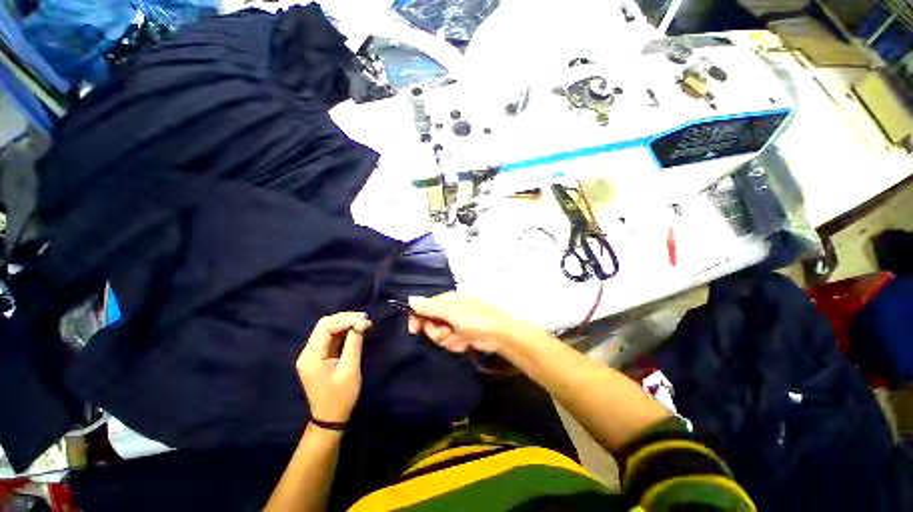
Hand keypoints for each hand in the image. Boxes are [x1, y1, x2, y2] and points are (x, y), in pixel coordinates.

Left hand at [296, 312, 371, 423]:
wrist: (330, 418)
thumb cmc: (341, 396)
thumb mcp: (350, 369)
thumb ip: (354, 343)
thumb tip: (362, 323)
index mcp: (311, 356)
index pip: (326, 327)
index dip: (346, 320)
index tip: (365, 320)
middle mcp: (308, 352)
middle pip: (324, 324)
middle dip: (345, 318)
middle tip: (365, 319)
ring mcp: (312, 354)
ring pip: (327, 328)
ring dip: (346, 323)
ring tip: (364, 323)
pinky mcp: (319, 356)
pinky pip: (331, 337)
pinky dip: (344, 331)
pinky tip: (356, 330)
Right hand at [407, 293, 534, 353]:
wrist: (500, 334)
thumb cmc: (475, 318)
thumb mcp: (451, 311)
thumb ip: (430, 307)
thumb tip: (410, 298)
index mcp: (447, 300)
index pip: (425, 306)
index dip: (418, 317)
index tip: (414, 330)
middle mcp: (450, 310)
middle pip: (431, 323)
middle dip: (436, 332)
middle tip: (445, 333)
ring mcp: (457, 323)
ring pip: (440, 336)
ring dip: (448, 340)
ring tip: (459, 338)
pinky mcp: (463, 336)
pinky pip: (450, 342)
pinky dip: (456, 344)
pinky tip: (465, 343)